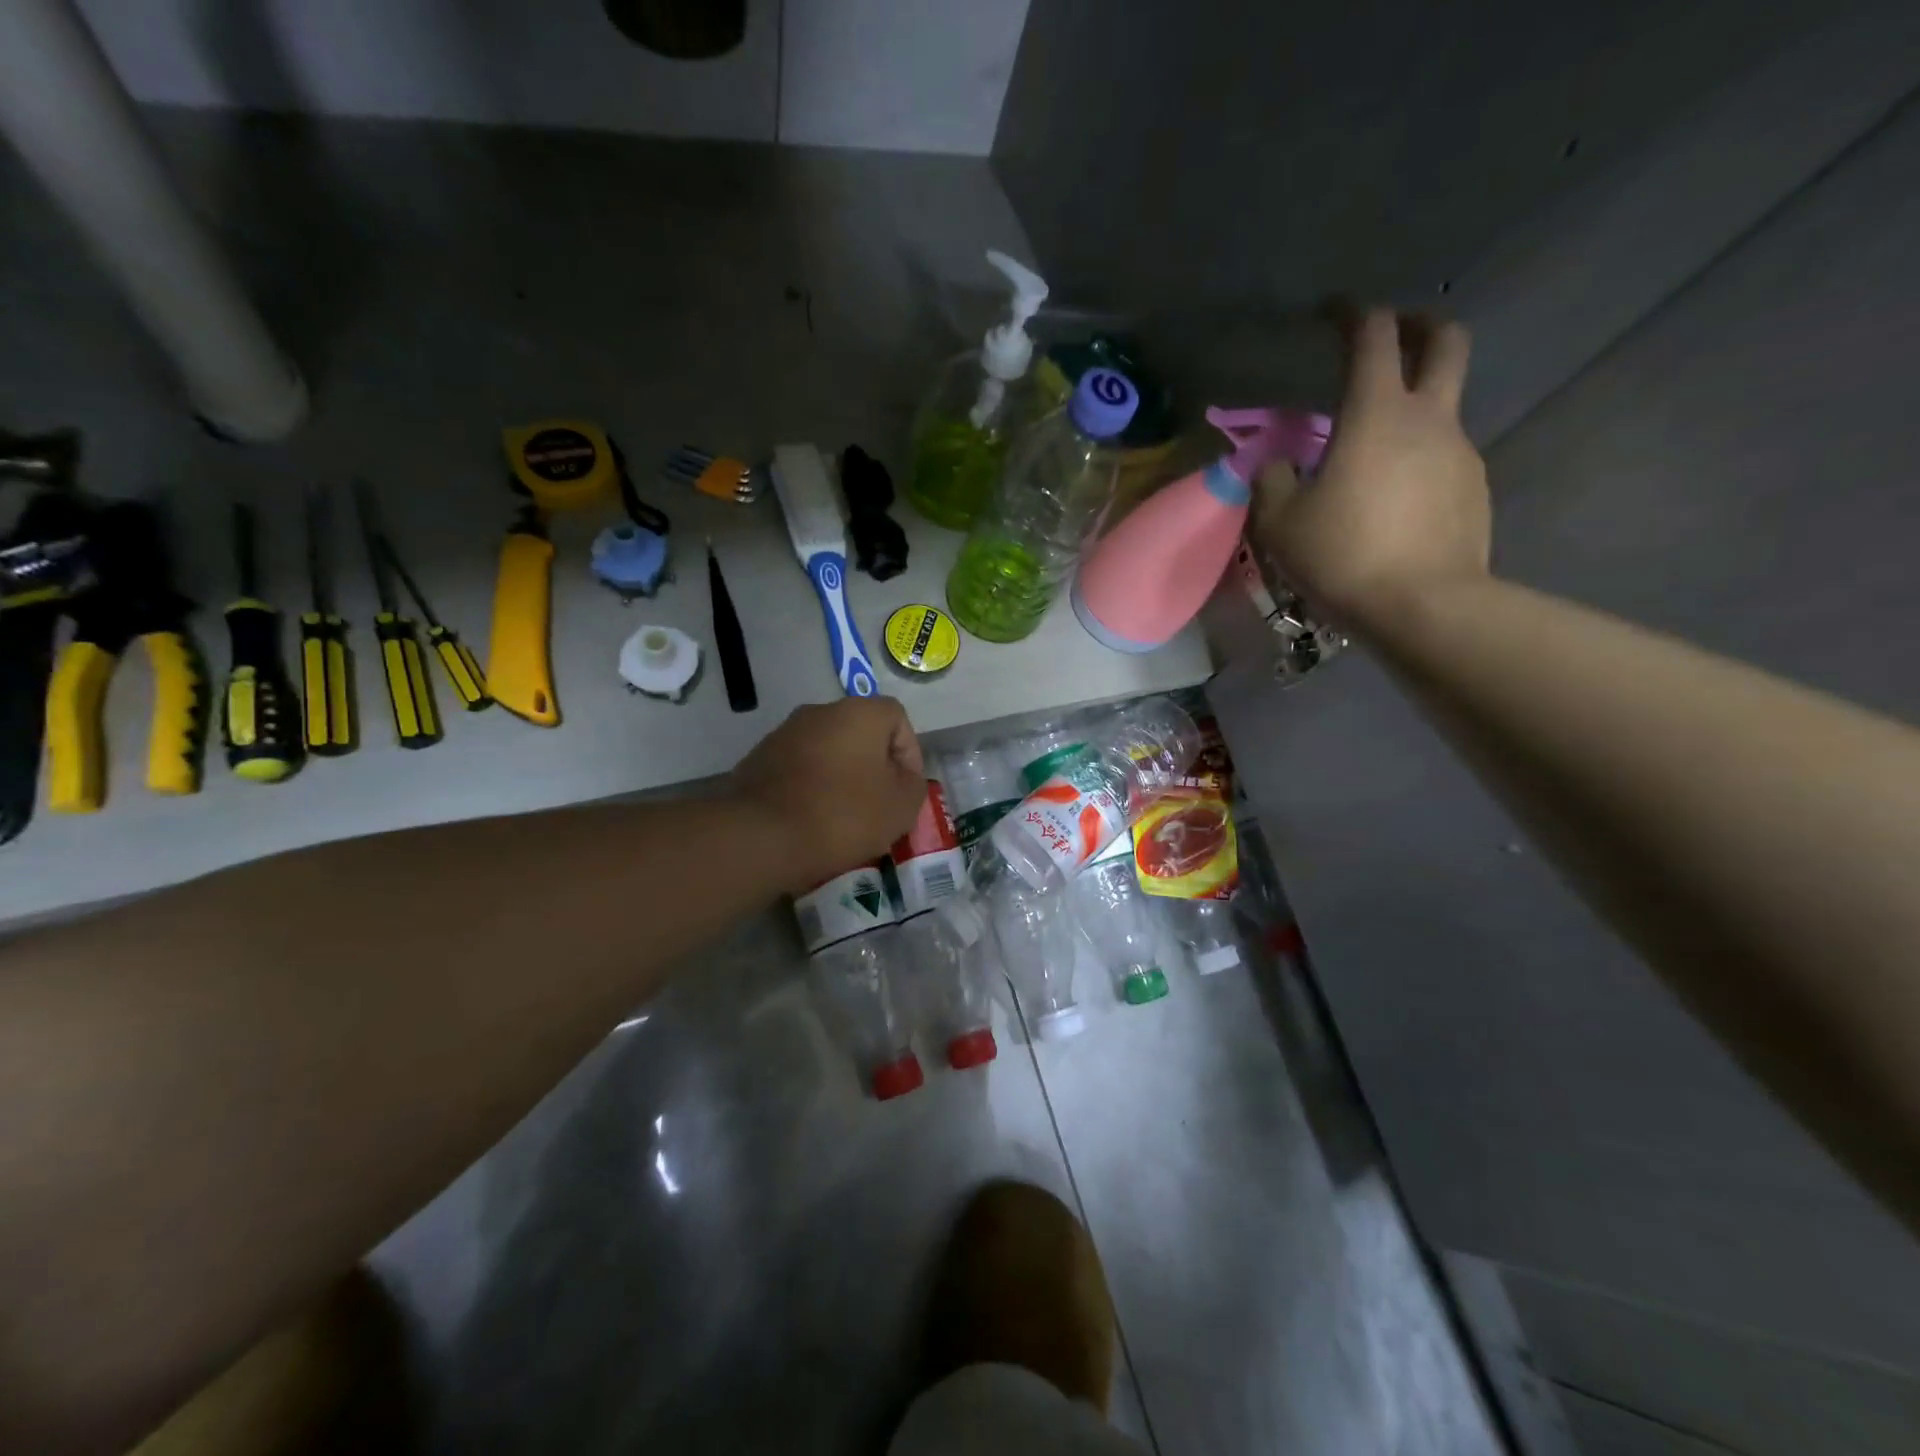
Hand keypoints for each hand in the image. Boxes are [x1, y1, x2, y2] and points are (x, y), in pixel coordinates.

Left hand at [733, 697, 927, 890]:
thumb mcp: (901, 806)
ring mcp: (784, 733)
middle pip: (860, 733)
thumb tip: (903, 776)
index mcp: (859, 712)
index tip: (905, 789)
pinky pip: (799, 769)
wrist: (763, 837)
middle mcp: (820, 712)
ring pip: (828, 751)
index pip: (897, 717)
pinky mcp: (758, 759)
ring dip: (841, 777)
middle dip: (873, 766)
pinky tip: (811, 820)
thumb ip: (913, 783)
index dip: (909, 752)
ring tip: (844, 817)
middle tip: (879, 804)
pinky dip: (811, 788)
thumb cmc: (844, 815)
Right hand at [1253, 309, 1490, 630]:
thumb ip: (1271, 482)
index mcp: (1377, 413)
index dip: (1351, 313)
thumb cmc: (1344, 555)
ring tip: (1373, 449)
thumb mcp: (1281, 523)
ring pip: (1444, 405)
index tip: (1329, 312)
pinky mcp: (1474, 489)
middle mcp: (1429, 418)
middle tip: (1389, 338)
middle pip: (1445, 342)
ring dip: (1414, 405)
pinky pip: (1445, 456)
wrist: (1423, 606)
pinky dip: (1420, 457)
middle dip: (1418, 326)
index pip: (1372, 335)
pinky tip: (1393, 497)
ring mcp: (1460, 452)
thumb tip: (1274, 464)